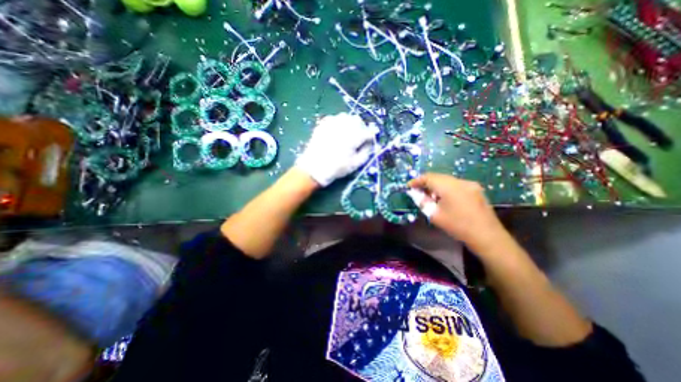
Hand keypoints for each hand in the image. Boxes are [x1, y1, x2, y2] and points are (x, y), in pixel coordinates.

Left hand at [295, 112, 374, 185]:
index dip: (372, 134)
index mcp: (353, 137)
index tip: (372, 138)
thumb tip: (372, 143)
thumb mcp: (355, 164)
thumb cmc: (337, 168)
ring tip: (349, 133)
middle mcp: (343, 127)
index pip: (368, 131)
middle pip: (357, 121)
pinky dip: (339, 122)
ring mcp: (332, 124)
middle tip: (360, 136)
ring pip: (346, 117)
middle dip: (361, 127)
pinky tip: (338, 131)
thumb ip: (367, 152)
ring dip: (350, 123)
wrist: (314, 169)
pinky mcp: (323, 125)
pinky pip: (335, 118)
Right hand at [407, 174, 506, 250]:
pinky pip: (456, 184)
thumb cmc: (458, 226)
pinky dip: (446, 188)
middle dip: (426, 183)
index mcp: (448, 186)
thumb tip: (414, 194)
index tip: (409, 186)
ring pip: (447, 180)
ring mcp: (470, 184)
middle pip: (438, 177)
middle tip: (418, 191)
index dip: (417, 180)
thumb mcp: (435, 215)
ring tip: (430, 196)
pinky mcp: (475, 189)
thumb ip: (422, 202)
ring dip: (436, 185)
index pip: (428, 177)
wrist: (487, 236)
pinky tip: (444, 198)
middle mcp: (459, 181)